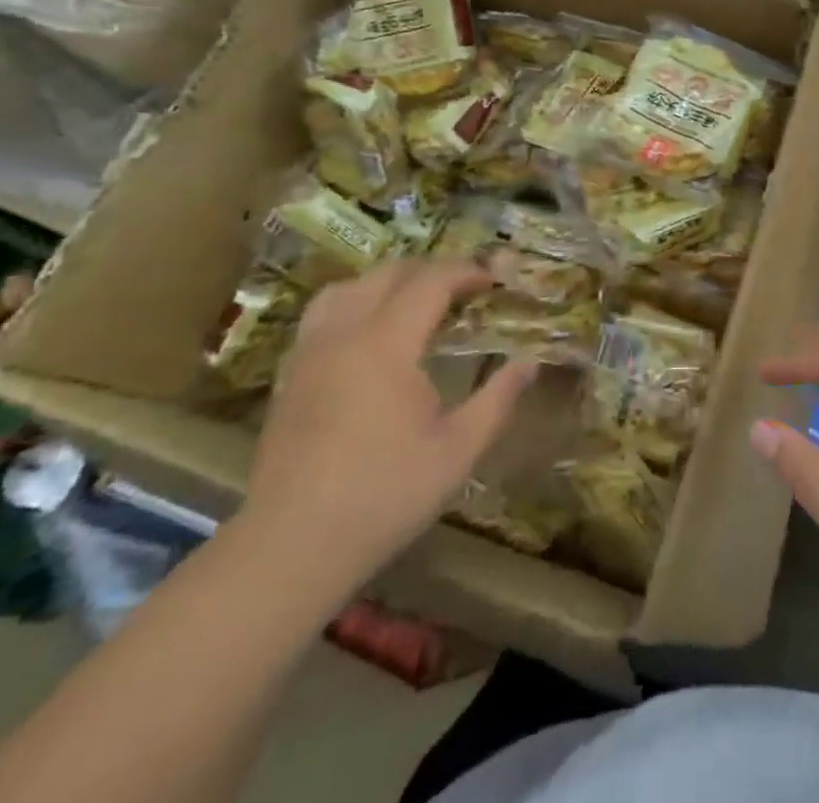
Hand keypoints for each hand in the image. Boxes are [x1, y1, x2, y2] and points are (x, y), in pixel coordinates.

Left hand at [240, 259, 534, 592]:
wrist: (290, 547)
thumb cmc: (384, 495)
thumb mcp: (458, 450)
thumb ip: (498, 399)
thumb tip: (530, 362)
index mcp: (386, 344)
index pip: (429, 282)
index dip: (465, 272)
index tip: (493, 279)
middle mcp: (344, 334)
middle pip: (387, 274)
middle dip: (430, 270)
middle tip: (462, 290)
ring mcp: (309, 353)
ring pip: (347, 287)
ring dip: (387, 282)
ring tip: (414, 302)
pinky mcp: (289, 375)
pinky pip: (323, 314)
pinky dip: (354, 303)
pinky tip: (369, 335)